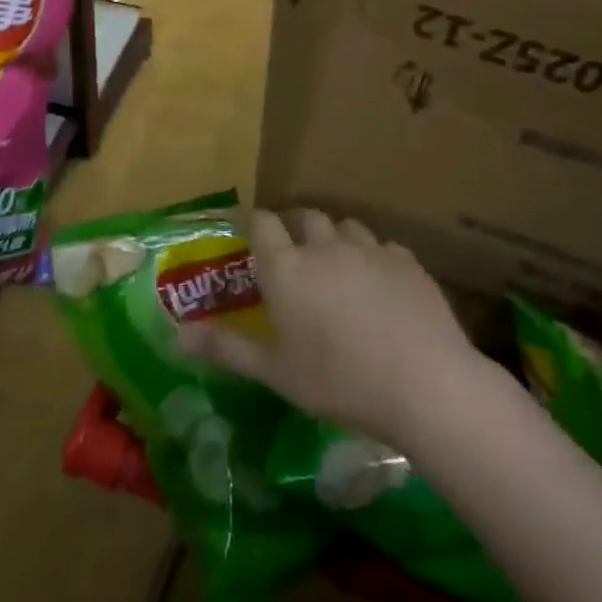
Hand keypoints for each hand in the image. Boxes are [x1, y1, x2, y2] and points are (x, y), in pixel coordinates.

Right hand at [177, 210, 479, 448]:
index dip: (252, 221)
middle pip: (305, 217)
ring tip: (336, 264)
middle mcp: (325, 247)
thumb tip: (177, 334)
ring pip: (346, 227)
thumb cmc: (338, 381)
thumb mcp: (276, 372)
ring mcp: (370, 250)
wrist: (424, 383)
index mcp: (287, 268)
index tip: (247, 230)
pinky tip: (380, 284)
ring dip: (335, 238)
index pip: (262, 223)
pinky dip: (373, 257)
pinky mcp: (408, 262)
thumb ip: (226, 348)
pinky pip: (383, 247)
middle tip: (292, 251)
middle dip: (294, 227)